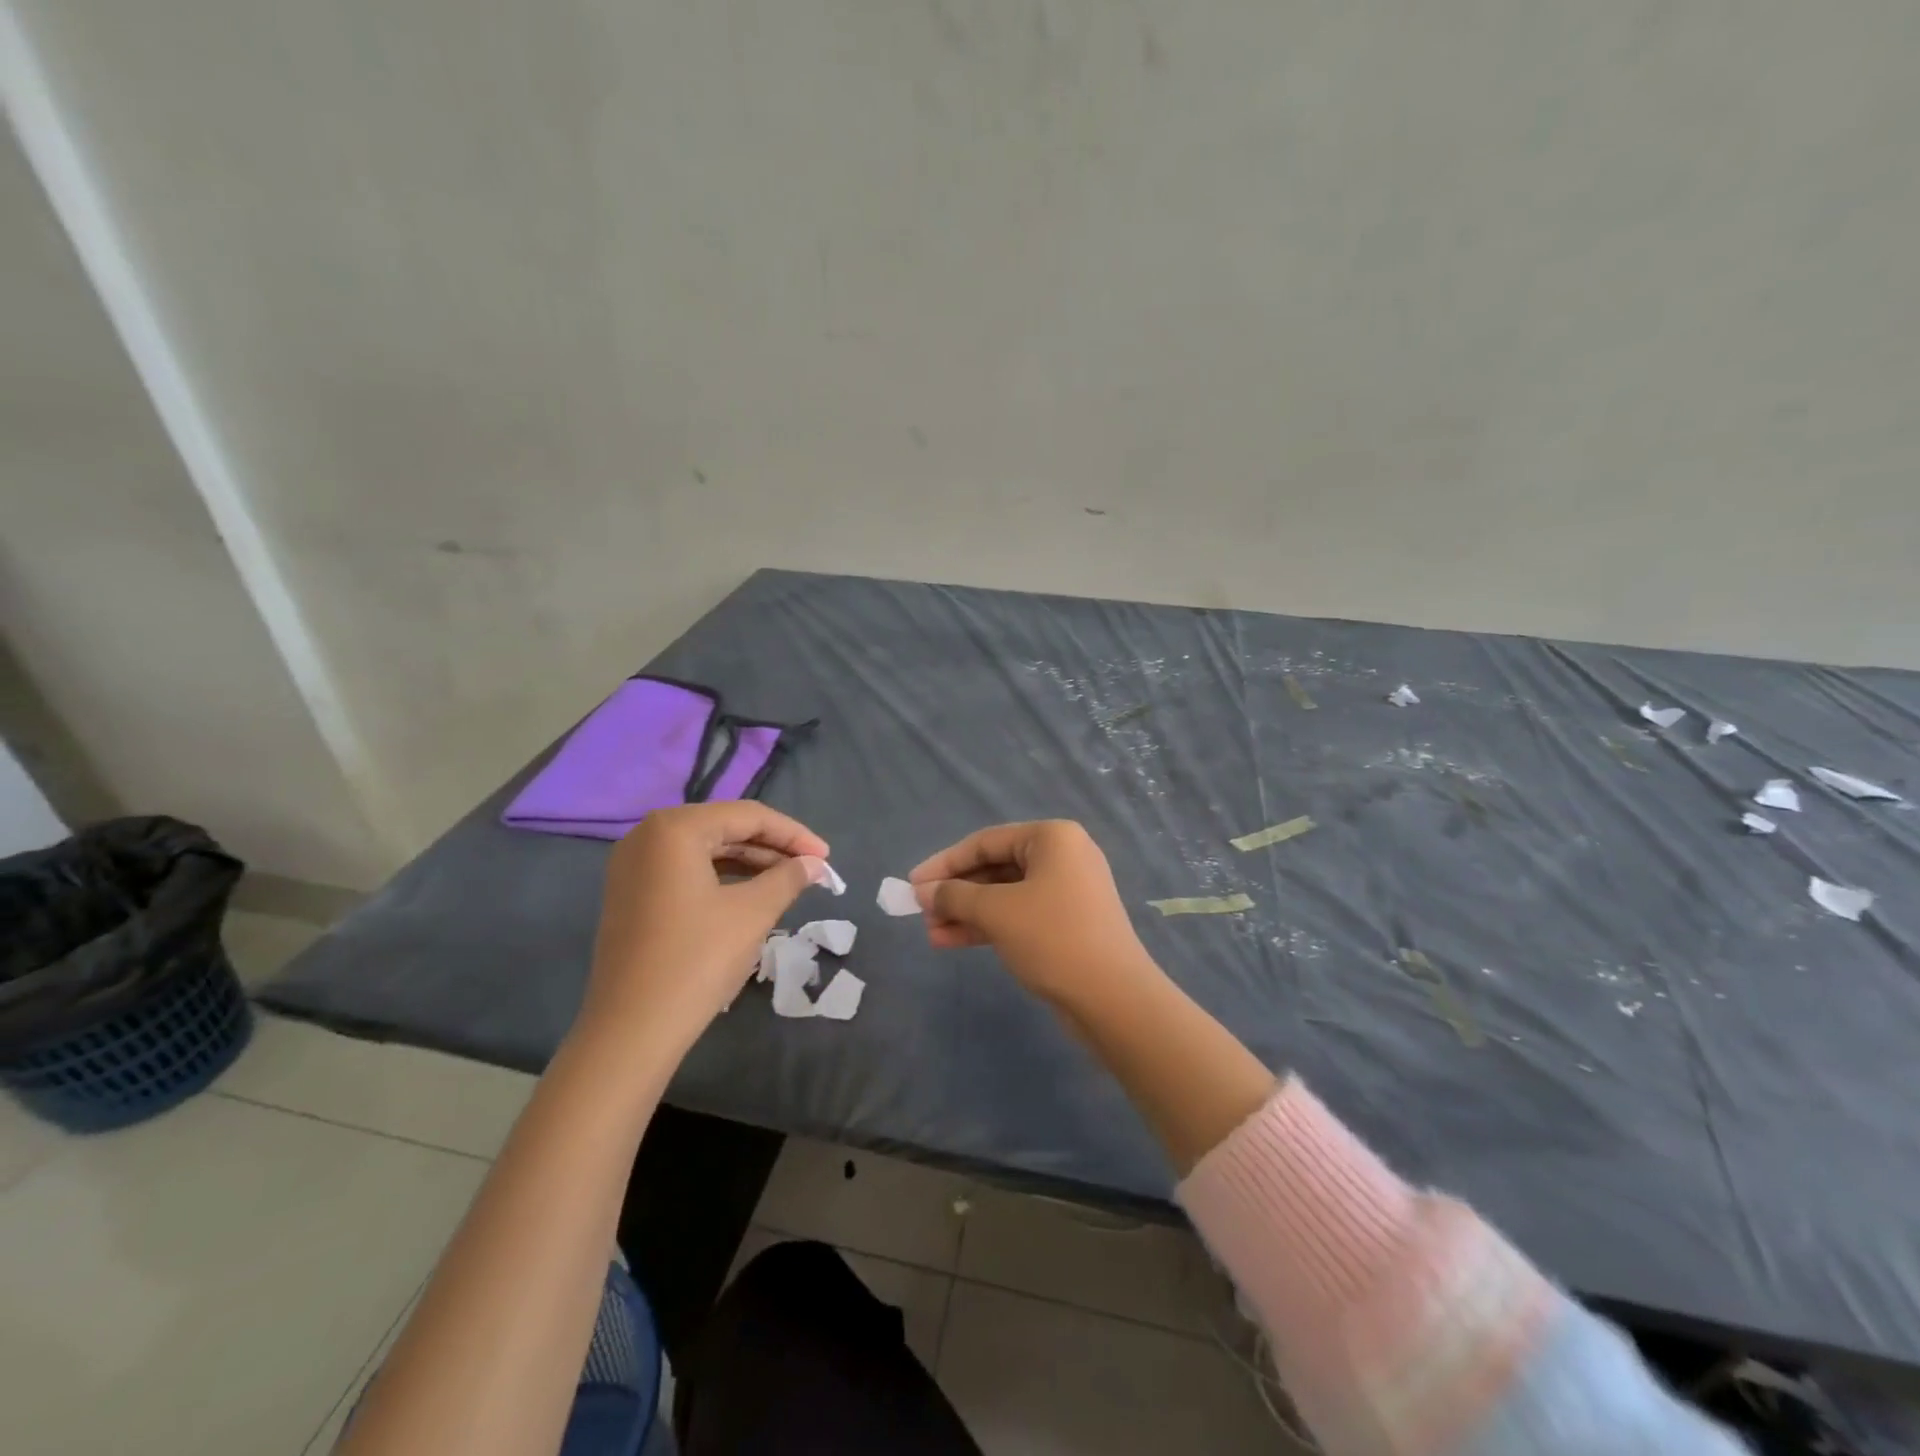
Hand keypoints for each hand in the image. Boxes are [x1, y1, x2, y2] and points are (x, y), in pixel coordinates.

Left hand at [579, 802, 833, 1047]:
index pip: (748, 816)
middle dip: (772, 847)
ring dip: (749, 862)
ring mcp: (633, 866)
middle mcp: (647, 835)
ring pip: (705, 849)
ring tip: (788, 882)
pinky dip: (721, 877)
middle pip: (724, 828)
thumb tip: (813, 864)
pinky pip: (685, 870)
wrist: (631, 1030)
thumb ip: (788, 878)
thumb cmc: (697, 960)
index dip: (793, 835)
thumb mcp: (753, 913)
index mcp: (675, 828)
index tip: (826, 857)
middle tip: (811, 869)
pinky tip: (750, 894)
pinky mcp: (630, 894)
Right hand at [908, 820, 1147, 1004]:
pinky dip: (988, 926)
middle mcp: (1062, 857)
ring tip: (931, 933)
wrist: (1114, 998)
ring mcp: (1067, 891)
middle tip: (920, 912)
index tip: (912, 884)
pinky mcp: (1067, 923)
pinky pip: (1018, 915)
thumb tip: (924, 892)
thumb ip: (955, 896)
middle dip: (956, 891)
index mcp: (1052, 838)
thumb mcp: (997, 912)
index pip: (985, 842)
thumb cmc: (1053, 938)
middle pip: (995, 867)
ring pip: (1004, 895)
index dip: (944, 863)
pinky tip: (953, 941)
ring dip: (967, 912)